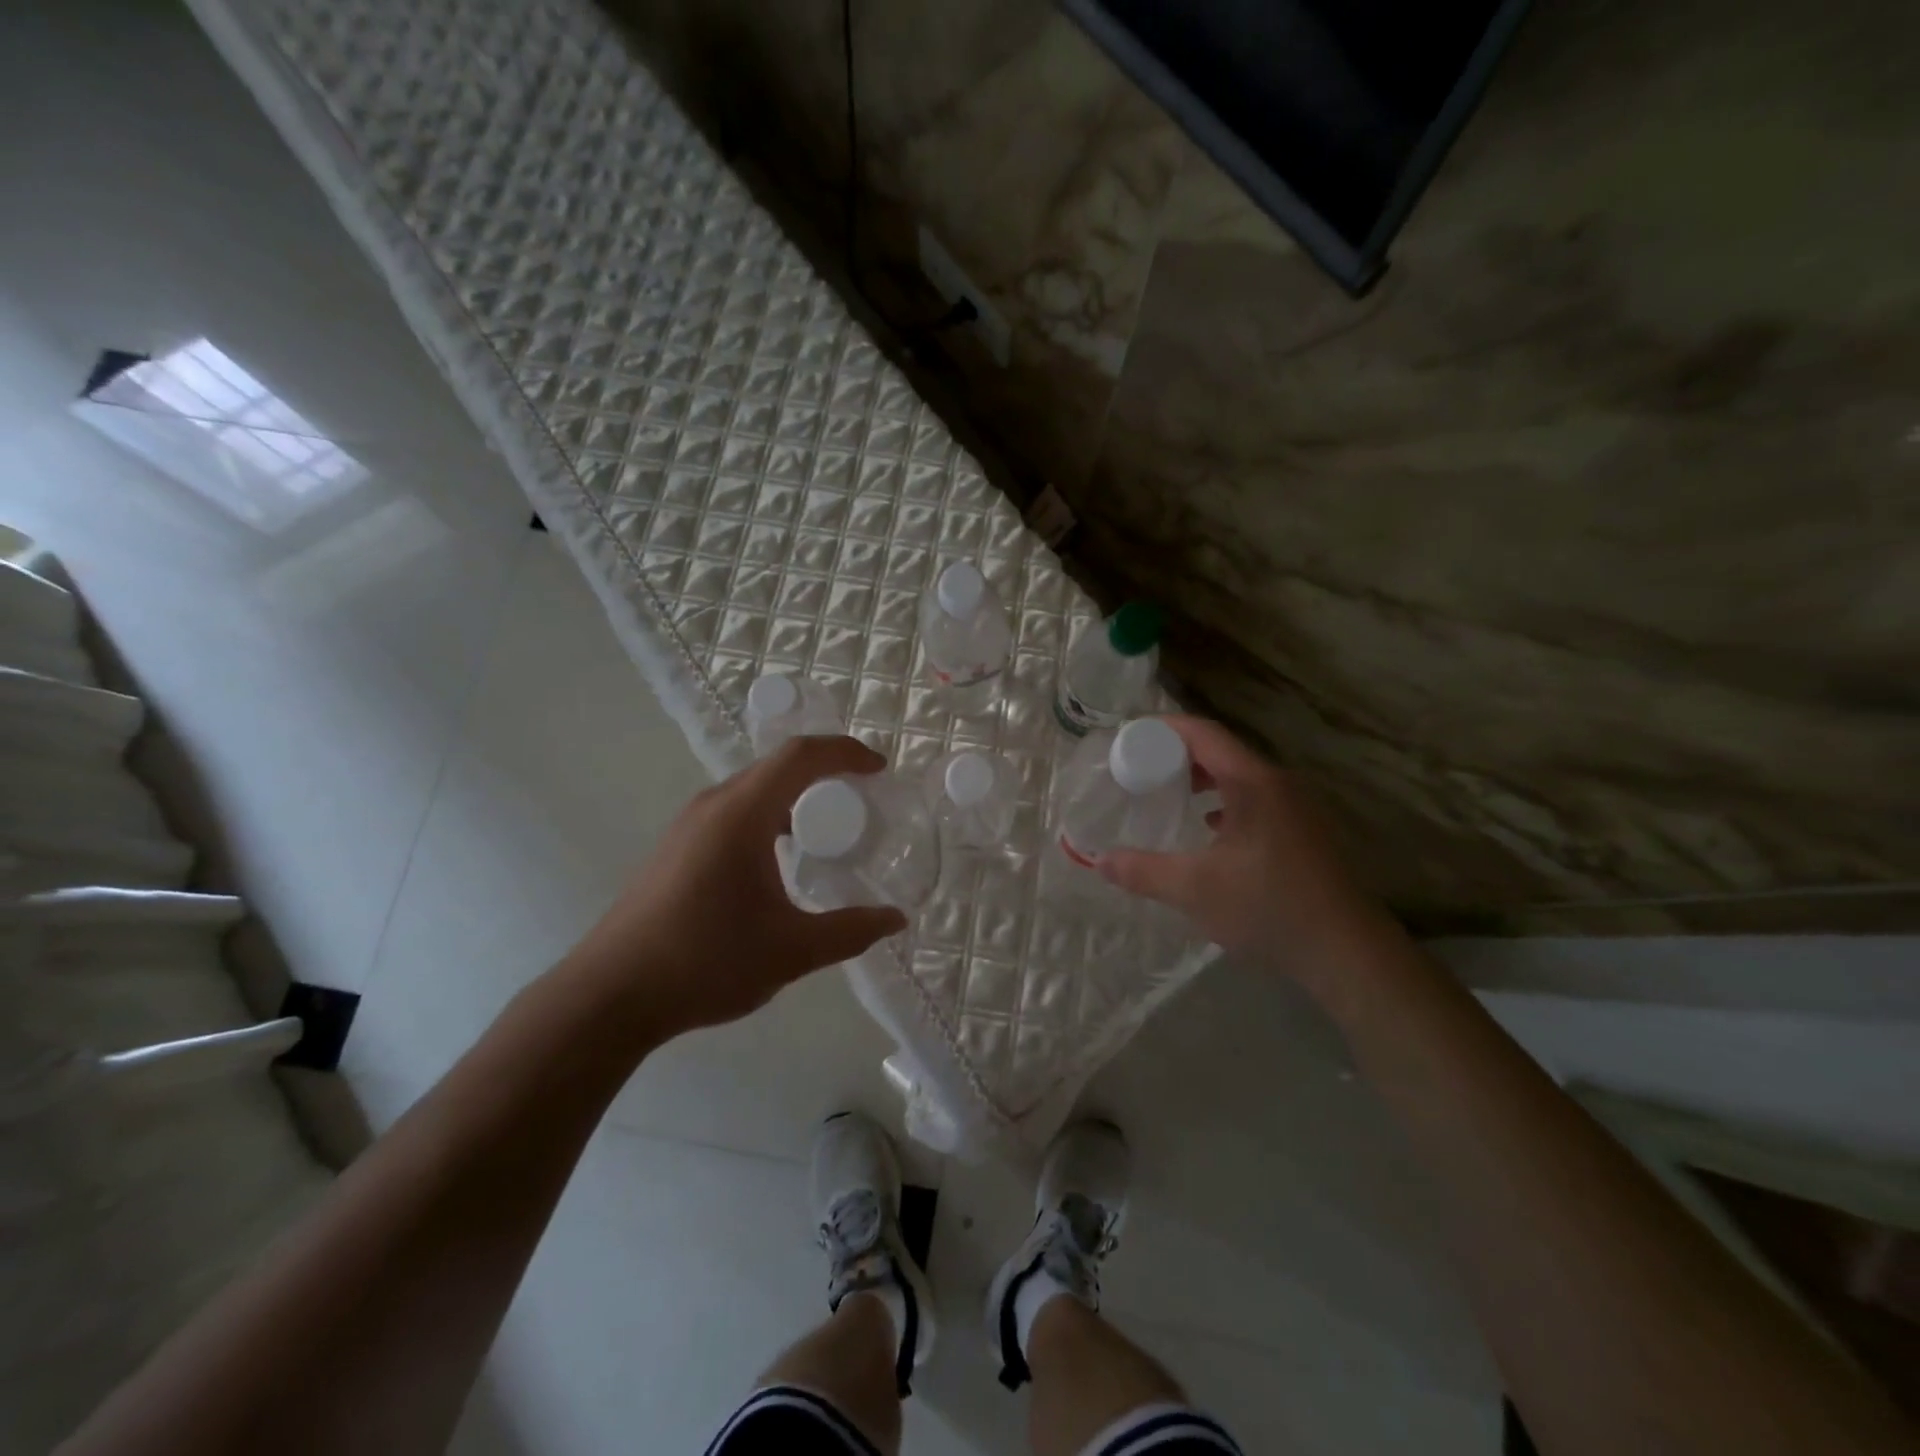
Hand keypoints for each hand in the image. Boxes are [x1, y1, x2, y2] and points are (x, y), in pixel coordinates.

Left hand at [566, 736, 906, 1038]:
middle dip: (824, 771)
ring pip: (752, 789)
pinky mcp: (675, 847)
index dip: (845, 752)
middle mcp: (713, 806)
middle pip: (776, 766)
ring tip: (826, 828)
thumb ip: (850, 931)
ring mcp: (687, 825)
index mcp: (742, 814)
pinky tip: (779, 860)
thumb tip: (895, 919)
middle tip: (862, 798)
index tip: (879, 770)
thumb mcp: (792, 951)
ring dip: (794, 795)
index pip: (801, 756)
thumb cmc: (707, 961)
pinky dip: (768, 816)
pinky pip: (733, 811)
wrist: (611, 994)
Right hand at [1098, 716, 1391, 981]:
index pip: (1203, 734)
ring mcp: (1296, 807)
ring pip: (1239, 776)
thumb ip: (1142, 871)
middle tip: (1139, 768)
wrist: (1348, 952)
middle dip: (1176, 754)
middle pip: (1220, 750)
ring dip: (1201, 778)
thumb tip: (1099, 861)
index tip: (1128, 737)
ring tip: (1167, 793)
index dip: (1162, 728)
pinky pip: (1255, 798)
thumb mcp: (1194, 890)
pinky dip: (1224, 800)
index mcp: (1253, 783)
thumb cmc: (1269, 909)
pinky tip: (1208, 827)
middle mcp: (1278, 783)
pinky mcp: (1303, 830)